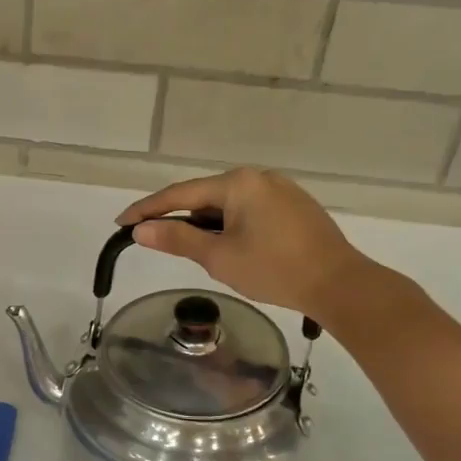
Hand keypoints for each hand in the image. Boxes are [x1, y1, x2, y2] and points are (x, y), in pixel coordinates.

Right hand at [117, 168, 383, 318]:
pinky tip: (231, 248)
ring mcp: (281, 190)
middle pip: (205, 196)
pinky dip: (231, 227)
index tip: (121, 222)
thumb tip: (141, 231)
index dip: (148, 209)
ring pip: (229, 205)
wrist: (339, 284)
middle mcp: (259, 177)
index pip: (180, 194)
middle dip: (180, 218)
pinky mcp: (296, 207)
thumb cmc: (274, 269)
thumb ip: (178, 240)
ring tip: (196, 251)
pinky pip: (251, 211)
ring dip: (207, 225)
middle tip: (157, 240)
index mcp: (238, 183)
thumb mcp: (219, 257)